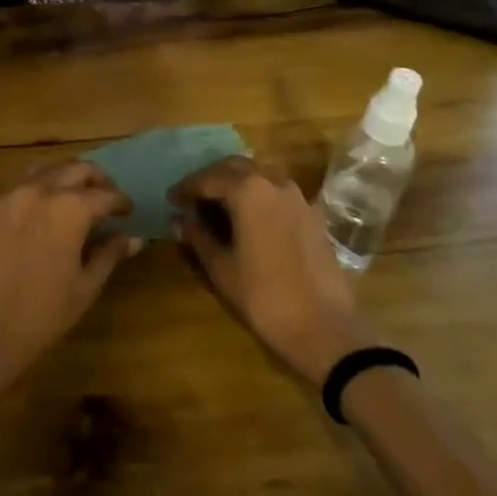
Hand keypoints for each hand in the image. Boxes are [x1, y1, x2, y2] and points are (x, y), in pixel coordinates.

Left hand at [0, 160, 140, 402]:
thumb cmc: (41, 316)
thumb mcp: (84, 288)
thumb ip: (109, 255)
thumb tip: (133, 238)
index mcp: (69, 209)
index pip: (104, 195)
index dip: (120, 202)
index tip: (127, 211)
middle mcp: (37, 191)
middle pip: (74, 169)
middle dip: (95, 179)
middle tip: (104, 196)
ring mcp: (5, 198)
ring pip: (40, 172)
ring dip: (61, 179)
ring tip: (69, 198)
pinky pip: (11, 194)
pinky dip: (30, 198)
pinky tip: (32, 221)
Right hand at [170, 157, 377, 385]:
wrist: (325, 328)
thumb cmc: (265, 297)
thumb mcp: (222, 268)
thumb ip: (197, 237)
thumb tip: (177, 220)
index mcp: (248, 190)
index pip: (208, 178)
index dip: (186, 188)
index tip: (170, 200)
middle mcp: (274, 181)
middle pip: (234, 167)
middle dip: (211, 178)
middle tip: (193, 198)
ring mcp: (297, 195)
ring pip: (259, 174)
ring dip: (236, 182)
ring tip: (219, 205)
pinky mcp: (312, 213)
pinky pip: (278, 190)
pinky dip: (258, 193)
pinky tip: (250, 217)